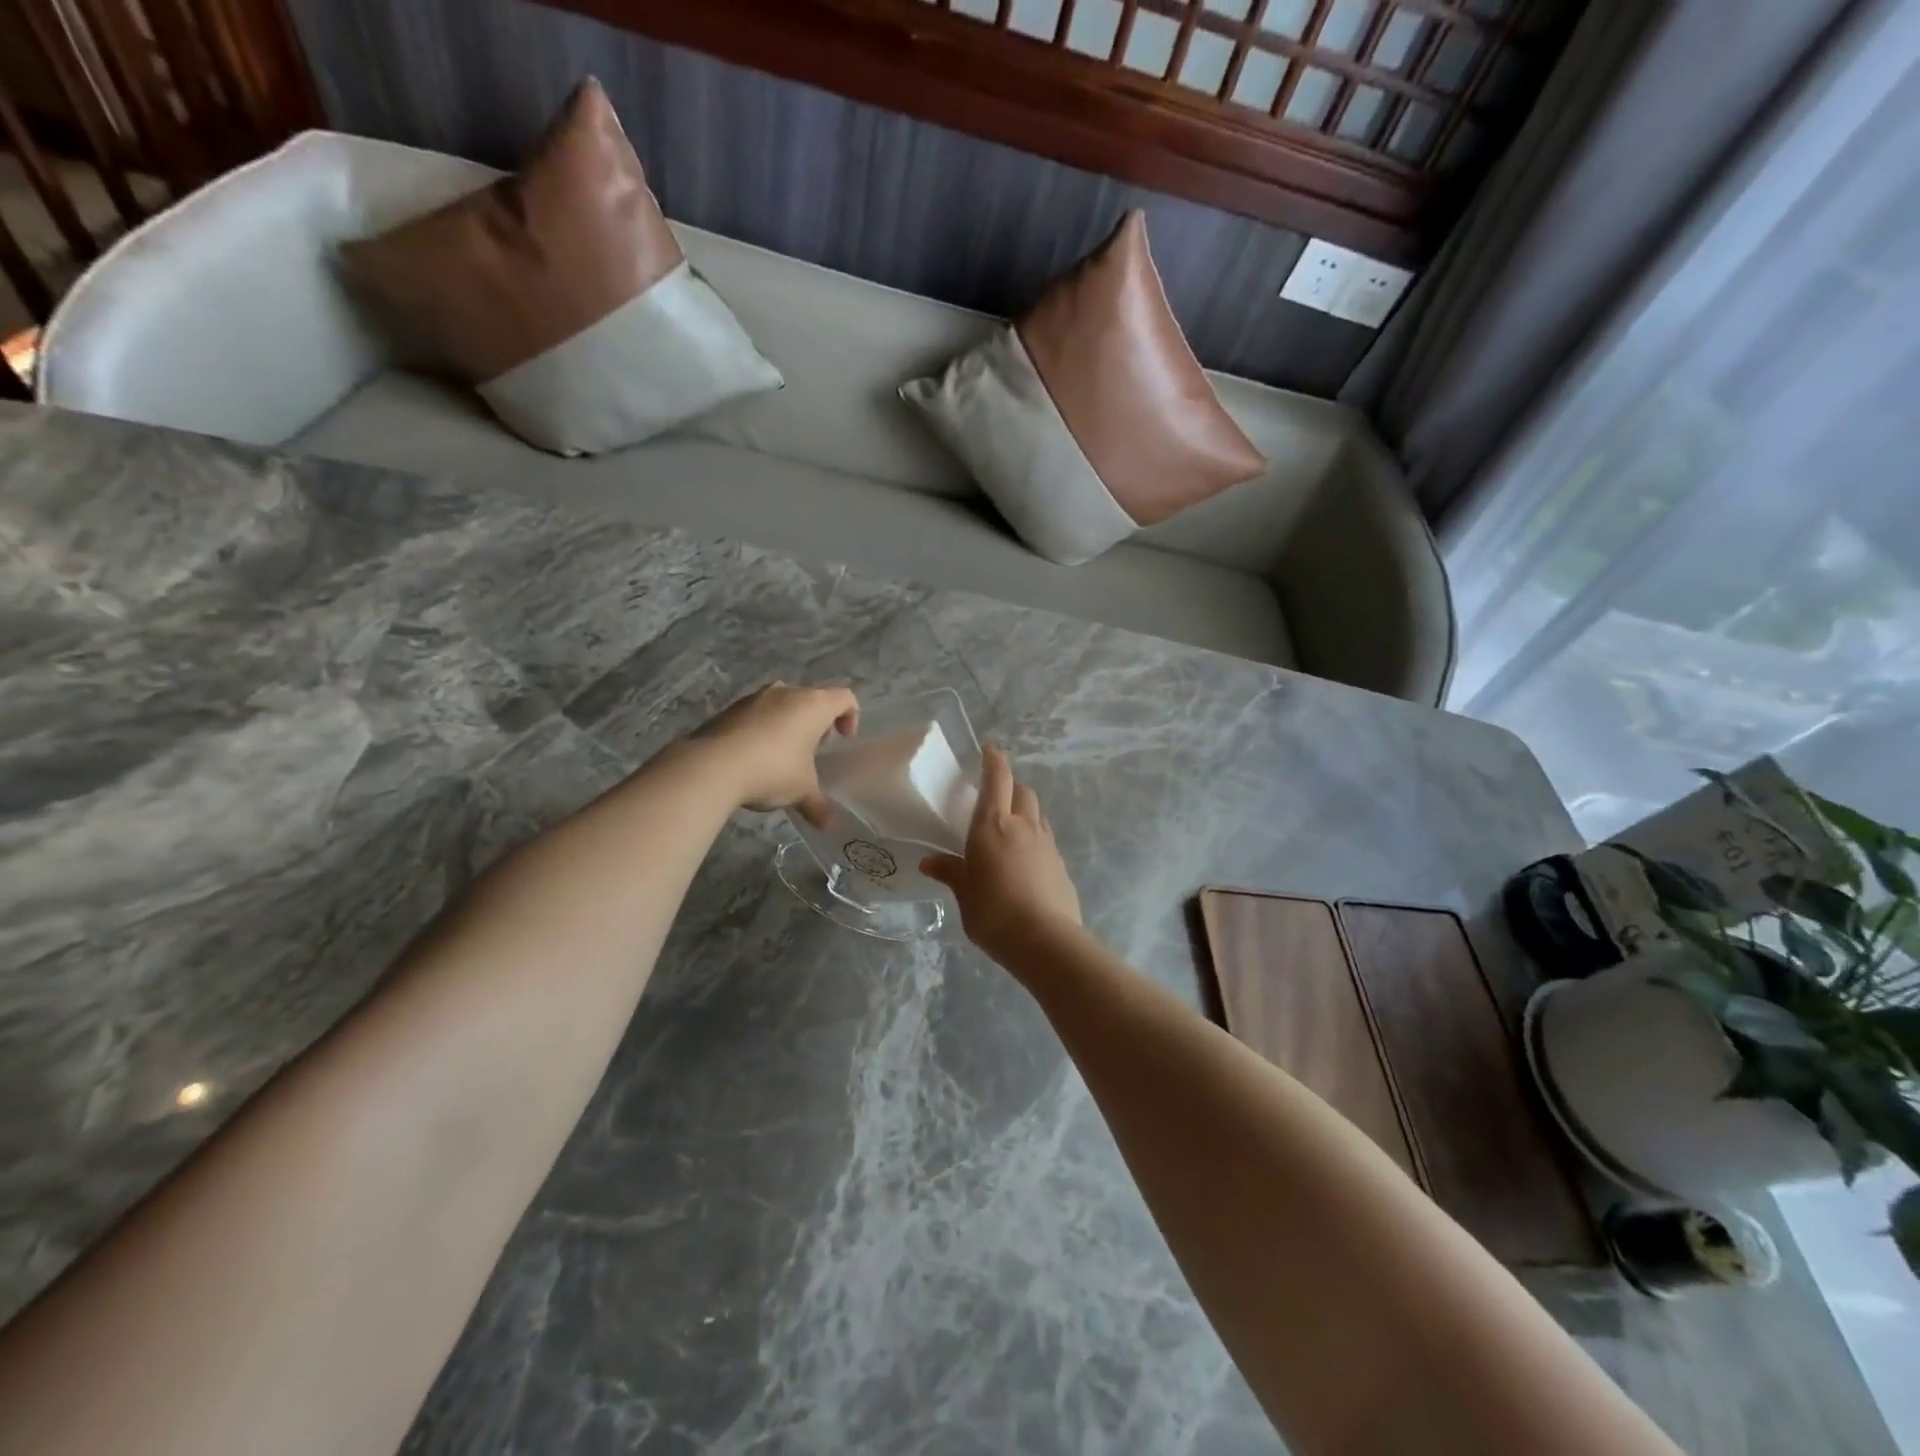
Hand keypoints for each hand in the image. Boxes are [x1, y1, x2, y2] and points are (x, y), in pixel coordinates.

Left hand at [690, 682, 858, 824]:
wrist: (712, 766)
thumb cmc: (772, 771)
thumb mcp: (801, 792)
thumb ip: (818, 805)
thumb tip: (828, 824)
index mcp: (813, 705)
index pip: (844, 698)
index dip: (850, 716)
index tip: (843, 739)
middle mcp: (786, 693)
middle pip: (811, 698)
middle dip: (816, 721)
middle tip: (814, 747)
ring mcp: (754, 698)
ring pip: (781, 703)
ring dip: (788, 723)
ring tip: (783, 753)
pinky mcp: (729, 709)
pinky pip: (756, 714)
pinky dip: (762, 728)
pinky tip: (755, 756)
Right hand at [921, 746, 1081, 962]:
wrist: (1045, 941)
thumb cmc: (993, 913)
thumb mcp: (965, 894)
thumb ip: (951, 872)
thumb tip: (930, 862)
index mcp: (992, 825)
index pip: (997, 779)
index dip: (994, 761)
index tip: (990, 750)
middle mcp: (1023, 826)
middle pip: (1022, 791)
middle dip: (1011, 786)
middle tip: (997, 795)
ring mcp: (1046, 844)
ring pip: (1037, 814)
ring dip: (1025, 811)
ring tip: (1011, 828)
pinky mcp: (1061, 864)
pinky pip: (1046, 840)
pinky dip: (1034, 839)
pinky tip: (1025, 861)